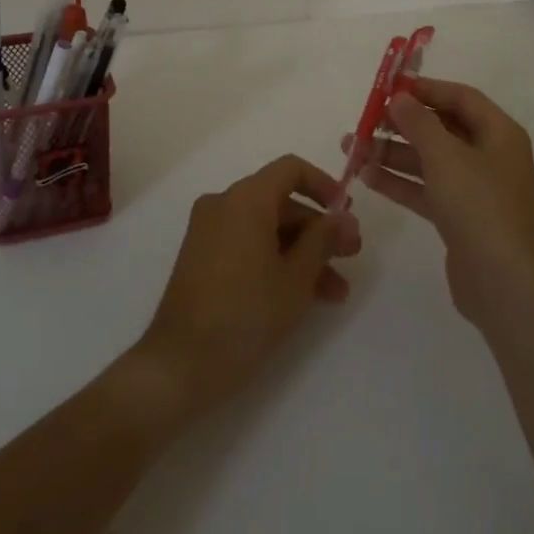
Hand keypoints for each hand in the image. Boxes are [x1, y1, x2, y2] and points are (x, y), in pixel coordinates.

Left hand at [133, 155, 360, 421]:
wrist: (182, 363)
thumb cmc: (247, 313)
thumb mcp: (297, 277)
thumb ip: (323, 240)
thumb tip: (344, 217)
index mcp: (245, 198)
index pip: (290, 169)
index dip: (324, 185)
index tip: (346, 213)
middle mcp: (223, 204)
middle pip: (280, 201)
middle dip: (318, 228)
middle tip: (351, 255)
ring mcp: (209, 231)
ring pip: (267, 228)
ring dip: (303, 252)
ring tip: (337, 290)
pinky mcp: (203, 257)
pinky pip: (248, 244)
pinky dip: (276, 260)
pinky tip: (307, 295)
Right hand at [345, 78, 533, 329]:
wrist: (504, 283)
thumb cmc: (479, 206)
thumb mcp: (445, 156)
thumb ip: (419, 123)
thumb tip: (400, 98)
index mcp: (499, 134)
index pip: (460, 97)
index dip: (426, 89)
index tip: (389, 87)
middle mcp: (490, 156)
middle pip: (441, 129)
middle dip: (401, 124)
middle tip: (364, 120)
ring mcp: (475, 190)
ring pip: (429, 161)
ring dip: (392, 153)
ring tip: (352, 148)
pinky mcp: (460, 218)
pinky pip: (426, 190)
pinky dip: (399, 182)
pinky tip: (366, 177)